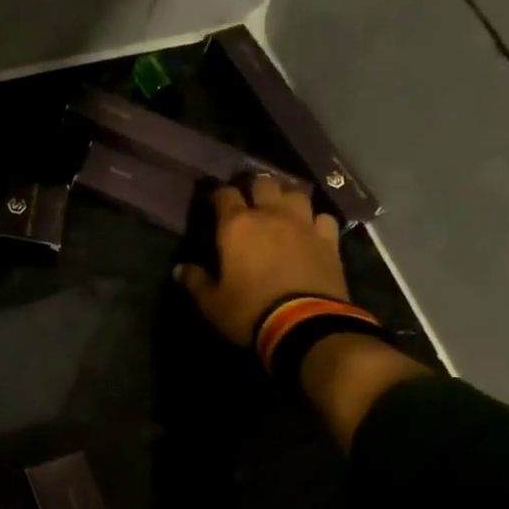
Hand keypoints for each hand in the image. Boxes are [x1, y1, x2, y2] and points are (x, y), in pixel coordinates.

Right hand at [173, 175, 346, 346]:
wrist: (304, 325)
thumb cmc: (249, 312)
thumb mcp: (211, 303)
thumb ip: (195, 281)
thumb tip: (179, 269)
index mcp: (236, 226)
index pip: (223, 194)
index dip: (216, 194)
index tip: (212, 201)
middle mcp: (271, 214)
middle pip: (263, 182)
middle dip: (253, 187)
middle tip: (247, 200)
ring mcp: (304, 224)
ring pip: (296, 192)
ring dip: (285, 196)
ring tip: (280, 207)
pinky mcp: (329, 240)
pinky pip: (323, 217)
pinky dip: (314, 219)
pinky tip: (310, 228)